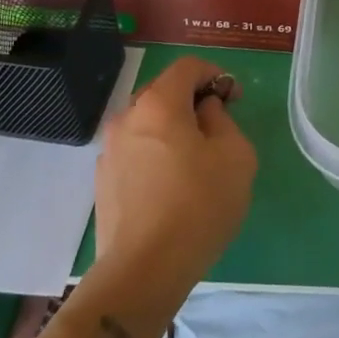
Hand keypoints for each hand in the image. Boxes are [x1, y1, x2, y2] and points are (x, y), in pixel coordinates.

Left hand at [92, 56, 256, 299]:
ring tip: (196, 160)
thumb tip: (205, 112)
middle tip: (219, 127)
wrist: (143, 270)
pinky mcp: (103, 182)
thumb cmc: (199, 204)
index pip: (187, 67)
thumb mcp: (235, 154)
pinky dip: (156, 153)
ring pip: (148, 123)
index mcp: (158, 103)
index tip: (234, 100)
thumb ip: (222, 119)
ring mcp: (109, 151)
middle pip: (163, 92)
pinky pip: (136, 151)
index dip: (216, 74)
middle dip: (193, 100)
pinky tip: (172, 185)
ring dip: (173, 128)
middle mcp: (127, 118)